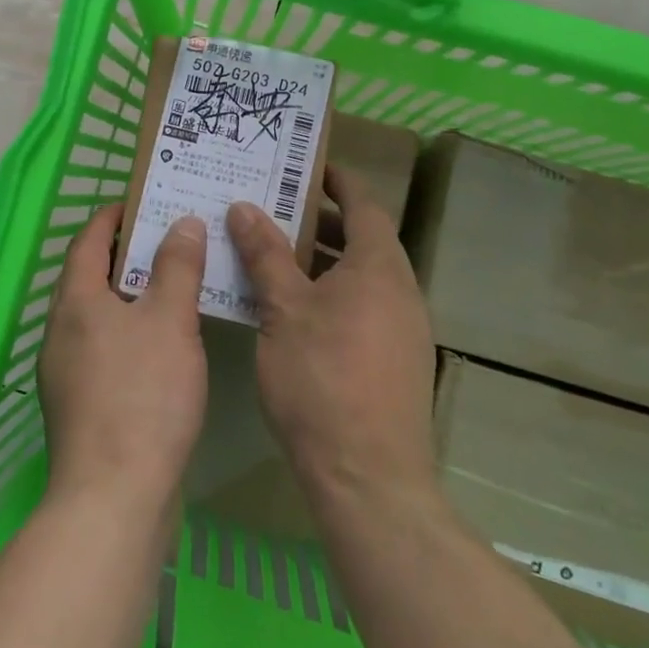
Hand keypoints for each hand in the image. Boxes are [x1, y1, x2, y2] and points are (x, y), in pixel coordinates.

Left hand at [37, 204, 209, 512]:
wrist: (114, 498)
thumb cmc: (143, 395)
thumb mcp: (170, 321)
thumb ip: (177, 267)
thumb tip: (182, 222)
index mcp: (75, 301)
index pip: (88, 240)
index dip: (114, 217)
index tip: (144, 202)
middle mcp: (61, 331)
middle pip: (91, 276)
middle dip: (128, 254)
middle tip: (172, 239)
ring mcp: (66, 372)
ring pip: (99, 315)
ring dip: (131, 295)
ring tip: (175, 286)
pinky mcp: (81, 406)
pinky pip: (105, 348)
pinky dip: (131, 332)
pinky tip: (164, 345)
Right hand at [227, 166, 438, 509]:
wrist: (369, 480)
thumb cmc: (323, 380)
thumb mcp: (283, 310)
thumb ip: (265, 255)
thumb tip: (244, 207)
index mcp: (379, 268)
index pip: (365, 204)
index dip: (338, 181)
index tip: (307, 167)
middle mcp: (401, 292)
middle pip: (364, 240)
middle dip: (322, 223)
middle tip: (276, 211)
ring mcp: (404, 330)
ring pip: (362, 278)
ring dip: (325, 262)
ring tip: (276, 257)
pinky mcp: (397, 363)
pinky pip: (364, 308)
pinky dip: (333, 295)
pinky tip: (294, 312)